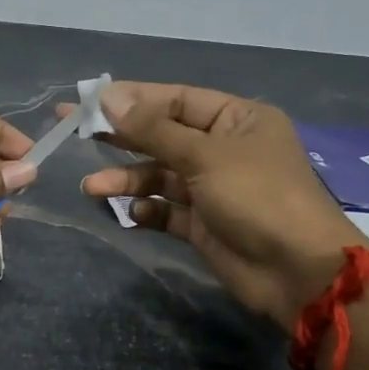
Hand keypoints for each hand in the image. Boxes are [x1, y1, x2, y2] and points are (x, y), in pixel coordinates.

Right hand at [77, 82, 368, 326]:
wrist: (297, 273)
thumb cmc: (257, 197)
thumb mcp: (205, 156)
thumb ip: (154, 129)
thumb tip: (110, 97)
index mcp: (237, 120)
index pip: (177, 100)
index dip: (133, 99)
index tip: (89, 102)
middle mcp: (224, 149)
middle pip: (163, 136)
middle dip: (120, 137)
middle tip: (71, 130)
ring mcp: (214, 189)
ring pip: (160, 176)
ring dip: (127, 179)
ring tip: (91, 187)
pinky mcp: (205, 224)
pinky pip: (167, 210)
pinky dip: (148, 210)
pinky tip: (133, 213)